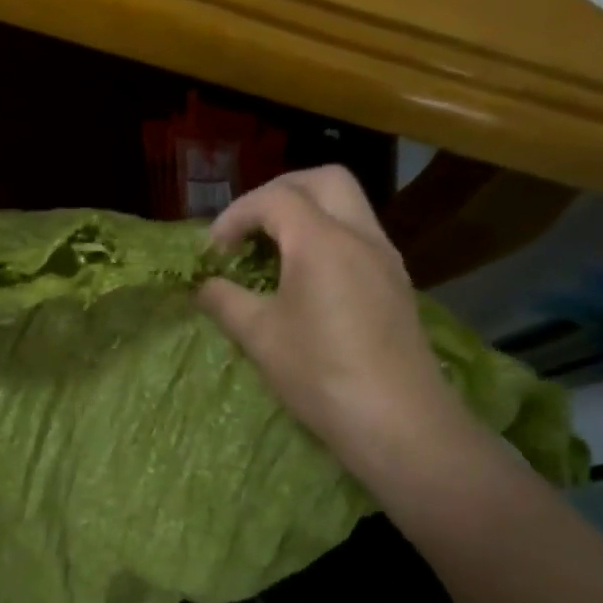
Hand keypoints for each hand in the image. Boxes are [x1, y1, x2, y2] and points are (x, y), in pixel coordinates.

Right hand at [197, 167, 461, 460]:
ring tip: (273, 252)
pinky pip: (359, 236)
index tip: (214, 251)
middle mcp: (360, 236)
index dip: (236, 216)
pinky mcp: (396, 283)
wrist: (398, 422)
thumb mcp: (259, 336)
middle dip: (278, 193)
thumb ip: (224, 300)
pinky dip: (326, 237)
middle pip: (323, 180)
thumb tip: (203, 286)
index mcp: (322, 241)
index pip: (275, 199)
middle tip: (248, 228)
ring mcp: (385, 258)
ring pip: (348, 205)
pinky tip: (306, 279)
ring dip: (306, 213)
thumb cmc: (320, 374)